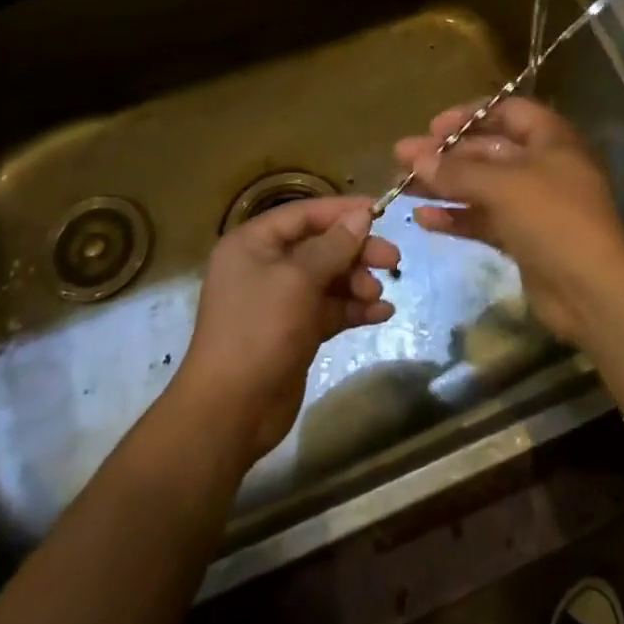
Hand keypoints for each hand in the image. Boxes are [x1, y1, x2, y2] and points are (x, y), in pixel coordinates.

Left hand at [174, 196, 400, 464]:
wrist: (231, 413)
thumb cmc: (259, 331)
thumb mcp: (298, 280)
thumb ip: (333, 246)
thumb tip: (361, 216)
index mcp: (253, 244)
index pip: (304, 214)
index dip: (343, 210)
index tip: (381, 211)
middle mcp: (265, 266)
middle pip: (321, 246)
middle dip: (357, 251)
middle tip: (393, 260)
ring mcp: (280, 300)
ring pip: (329, 278)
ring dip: (357, 282)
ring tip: (378, 295)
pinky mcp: (295, 331)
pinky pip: (330, 308)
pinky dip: (354, 308)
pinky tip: (381, 314)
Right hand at [395, 97, 623, 345]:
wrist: (592, 291)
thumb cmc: (553, 219)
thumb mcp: (504, 186)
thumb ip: (457, 171)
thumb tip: (416, 157)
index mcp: (550, 139)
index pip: (508, 111)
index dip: (470, 115)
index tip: (433, 127)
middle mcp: (542, 166)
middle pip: (488, 150)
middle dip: (446, 154)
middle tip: (403, 157)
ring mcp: (533, 205)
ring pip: (481, 187)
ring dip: (444, 185)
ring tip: (403, 187)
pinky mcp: (523, 239)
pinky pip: (484, 220)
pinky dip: (457, 218)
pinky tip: (424, 220)